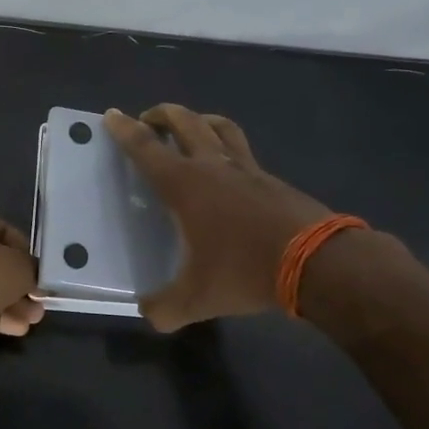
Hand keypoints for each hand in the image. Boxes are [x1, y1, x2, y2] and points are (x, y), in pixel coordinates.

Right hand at [103, 105, 332, 331]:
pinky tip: (229, 168)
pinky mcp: (272, 179)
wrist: (316, 262)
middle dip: (162, 115)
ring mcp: (247, 168)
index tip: (112, 114)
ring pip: (219, 126)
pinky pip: (243, 150)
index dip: (126, 130)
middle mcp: (213, 166)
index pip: (147, 149)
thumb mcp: (197, 299)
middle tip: (149, 120)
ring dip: (199, 119)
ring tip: (190, 127)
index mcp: (185, 186)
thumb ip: (166, 308)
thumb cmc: (245, 271)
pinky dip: (228, 147)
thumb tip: (149, 314)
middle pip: (185, 122)